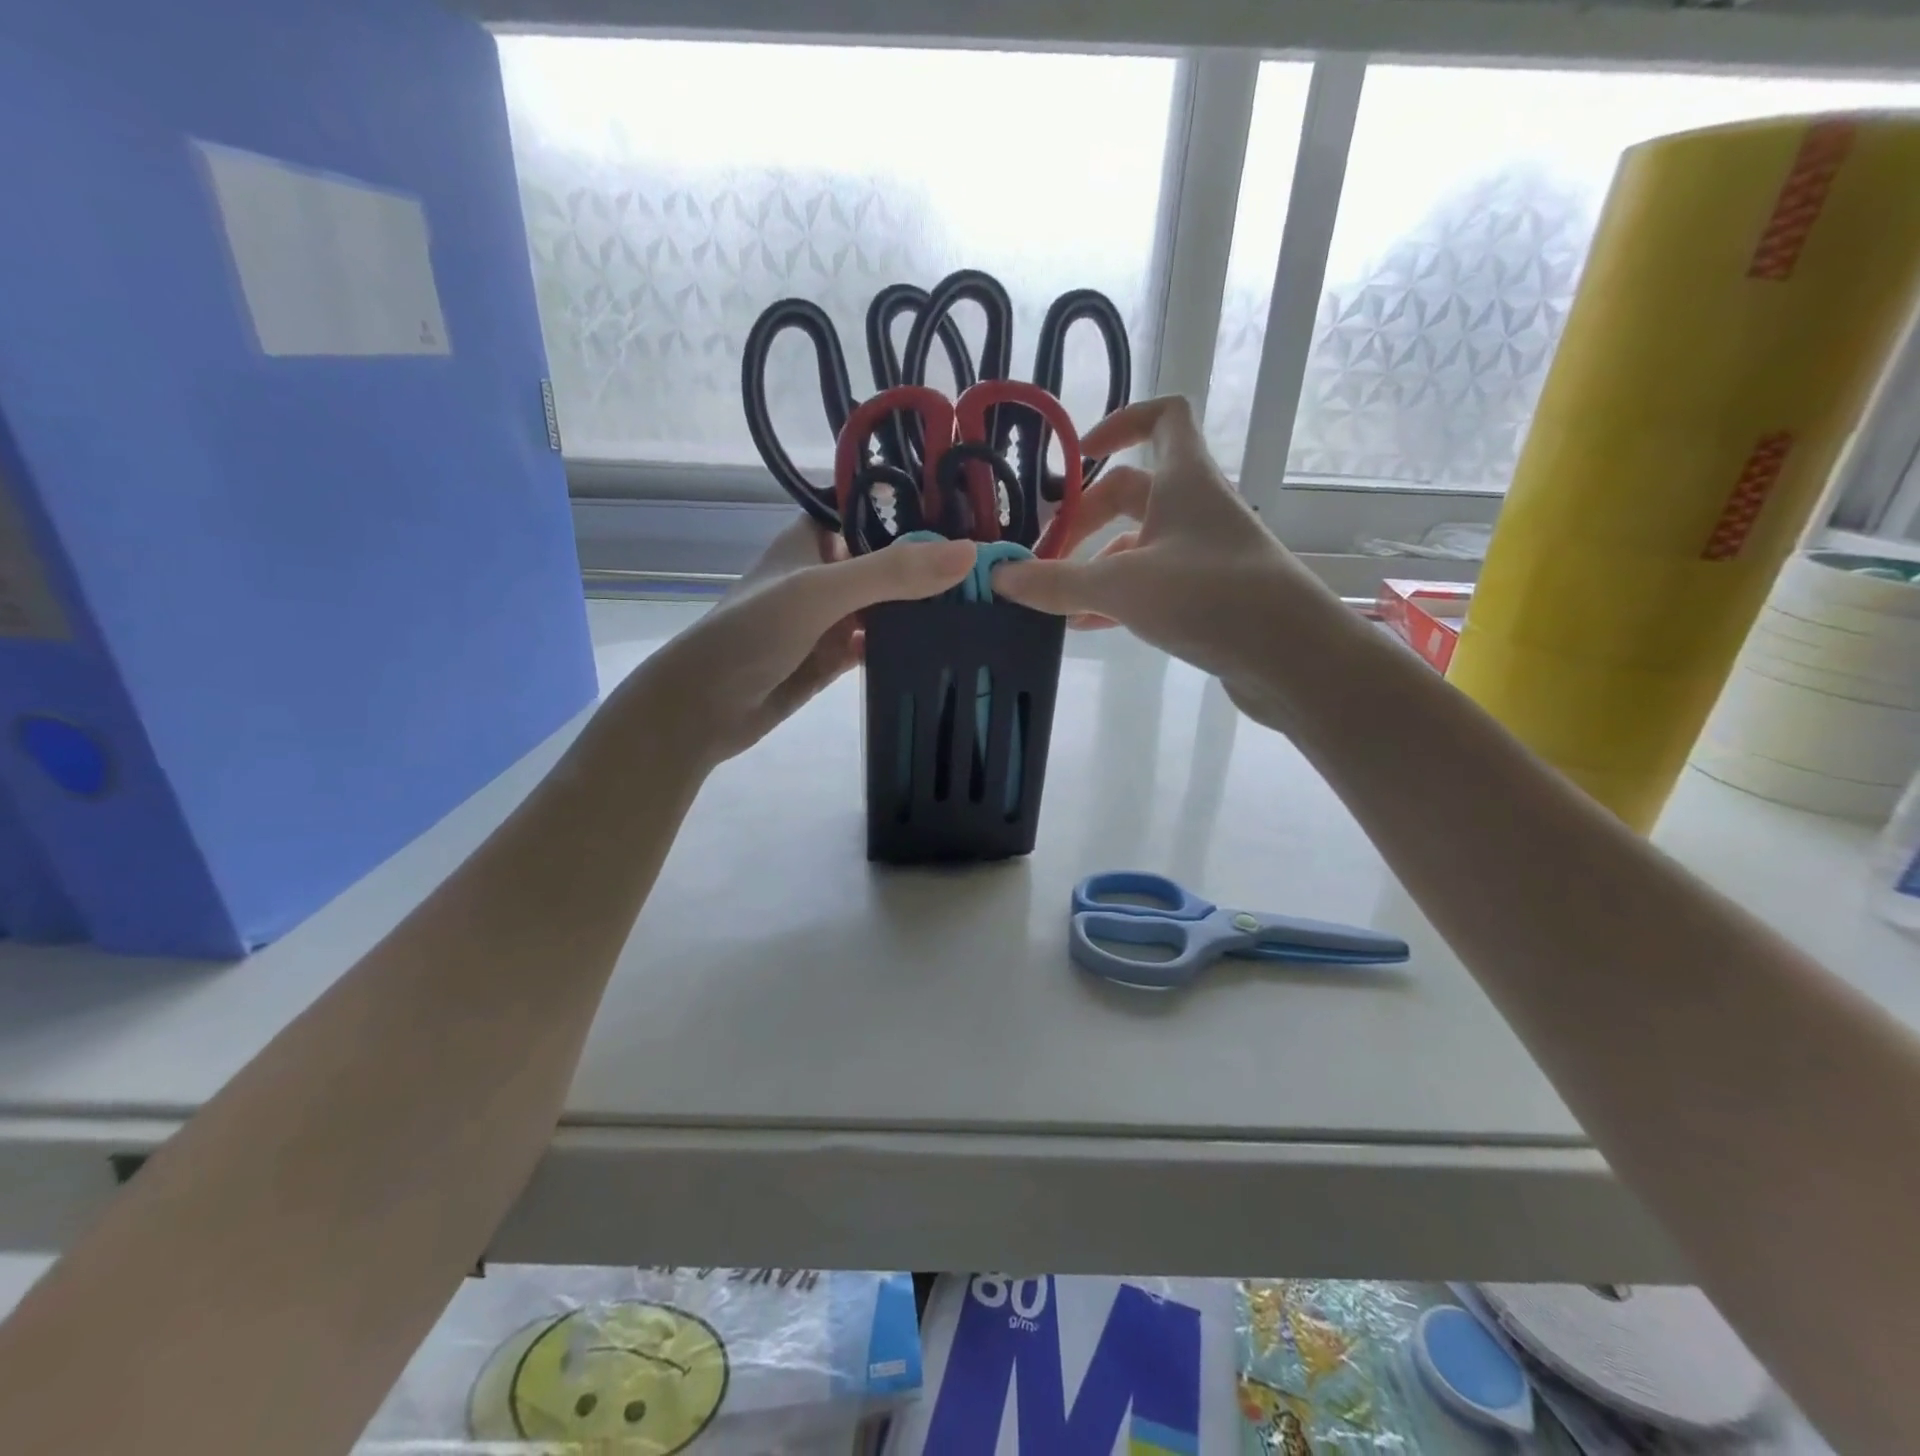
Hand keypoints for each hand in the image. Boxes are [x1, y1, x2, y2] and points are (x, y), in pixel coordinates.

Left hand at [634, 517, 974, 765]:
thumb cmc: (751, 633)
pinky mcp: (835, 656)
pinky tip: (949, 644)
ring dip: (926, 605)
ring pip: (890, 603)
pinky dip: (908, 642)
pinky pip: (881, 643)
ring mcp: (832, 616)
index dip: (923, 508)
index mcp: (815, 536)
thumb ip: (890, 572)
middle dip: (934, 562)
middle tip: (999, 566)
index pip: (877, 508)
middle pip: (890, 558)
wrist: (703, 709)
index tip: (982, 513)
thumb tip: (969, 554)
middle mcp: (827, 570)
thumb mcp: (820, 592)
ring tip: (989, 601)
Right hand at [992, 397, 1306, 698]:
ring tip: (1054, 597)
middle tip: (1042, 556)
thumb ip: (1057, 582)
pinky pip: (1151, 583)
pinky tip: (1086, 625)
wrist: (1293, 658)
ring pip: (1137, 544)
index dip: (1119, 424)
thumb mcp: (1121, 587)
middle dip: (1081, 520)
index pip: (1162, 417)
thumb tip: (998, 576)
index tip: (1076, 456)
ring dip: (1094, 563)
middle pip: (1130, 493)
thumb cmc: (1210, 597)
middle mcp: (1197, 507)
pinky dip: (1116, 596)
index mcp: (1185, 479)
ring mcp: (1205, 553)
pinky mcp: (1208, 595)